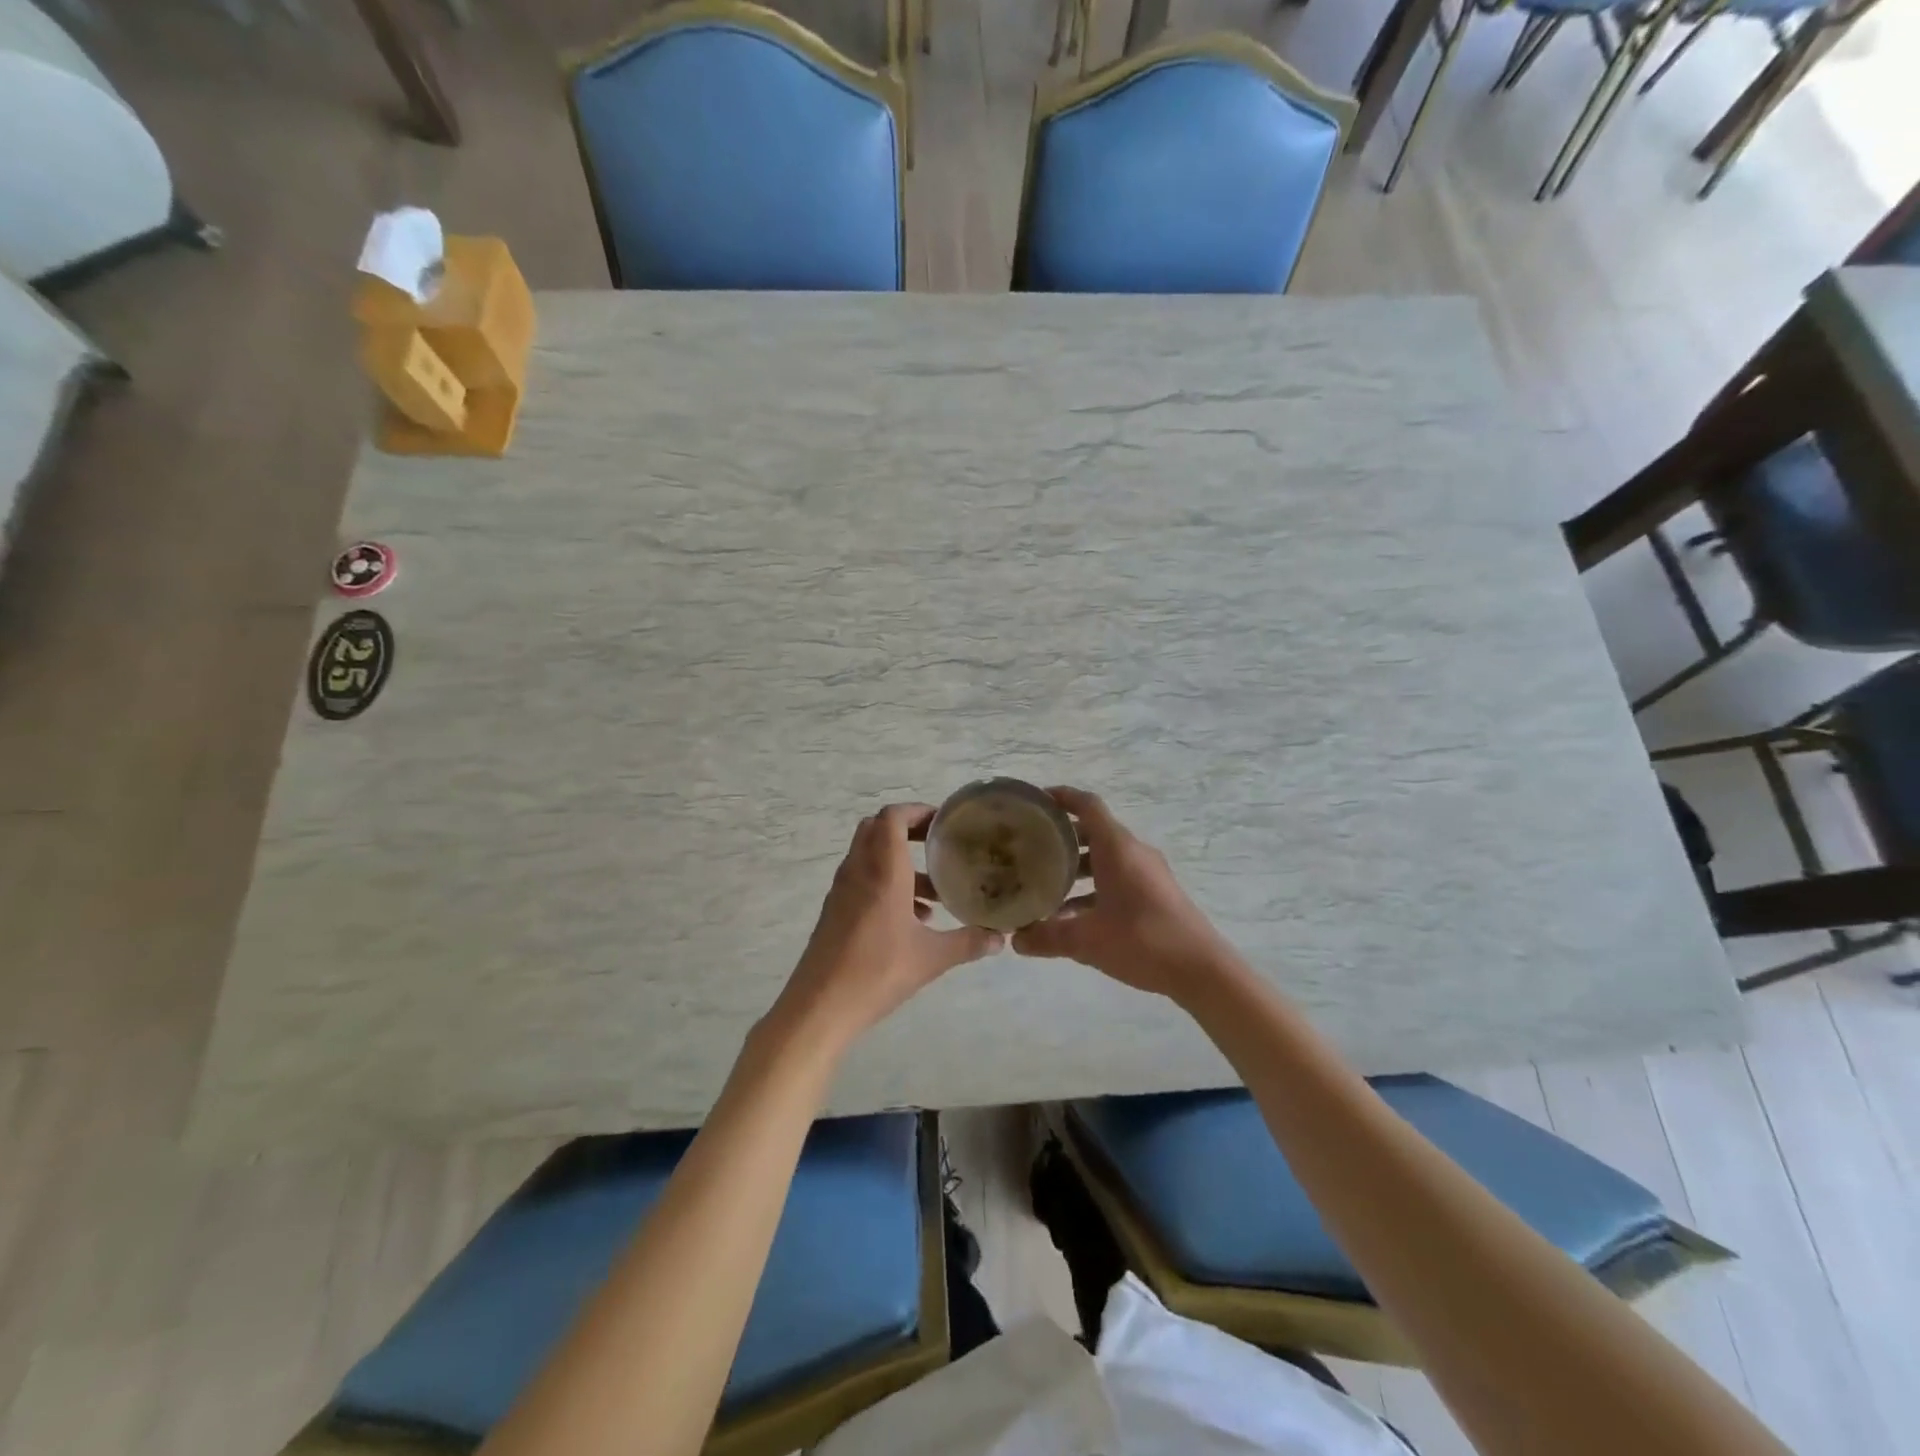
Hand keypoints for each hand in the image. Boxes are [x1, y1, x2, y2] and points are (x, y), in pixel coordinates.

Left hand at [767, 803, 1004, 1051]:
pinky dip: (887, 884)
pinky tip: (913, 920)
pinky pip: (863, 880)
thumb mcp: (932, 958)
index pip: (892, 818)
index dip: (917, 811)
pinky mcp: (835, 910)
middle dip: (908, 830)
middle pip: (877, 829)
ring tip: (935, 892)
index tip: (943, 821)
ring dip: (900, 862)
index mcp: (882, 870)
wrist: (820, 1006)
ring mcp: (842, 890)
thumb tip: (1000, 938)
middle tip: (938, 845)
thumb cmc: (877, 972)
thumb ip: (968, 943)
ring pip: (870, 856)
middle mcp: (859, 870)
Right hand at [1012, 787, 1236, 1000]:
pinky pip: (1118, 878)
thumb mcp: (1087, 941)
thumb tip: (1015, 939)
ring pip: (1105, 858)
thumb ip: (1047, 937)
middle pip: (1094, 831)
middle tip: (1032, 848)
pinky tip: (1074, 916)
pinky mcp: (1156, 894)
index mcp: (1118, 849)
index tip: (1036, 800)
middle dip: (1062, 837)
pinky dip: (1094, 887)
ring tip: (1046, 884)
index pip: (1088, 805)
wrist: (1202, 969)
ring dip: (1077, 867)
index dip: (1062, 797)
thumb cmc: (1142, 940)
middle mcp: (1133, 852)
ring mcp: (1148, 873)